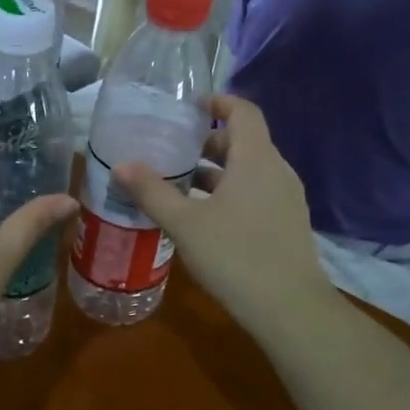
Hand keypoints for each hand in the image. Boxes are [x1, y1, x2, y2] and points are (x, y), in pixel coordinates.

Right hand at [115, 96, 332, 340]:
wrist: (289, 308)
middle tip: (172, 153)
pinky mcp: (287, 224)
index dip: (218, 101)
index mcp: (256, 159)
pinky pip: (256, 193)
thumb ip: (152, 192)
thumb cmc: (235, 256)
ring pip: (249, 171)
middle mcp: (277, 171)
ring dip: (216, 172)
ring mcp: (286, 199)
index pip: (243, 111)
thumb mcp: (184, 224)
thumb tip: (121, 165)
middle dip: (207, 142)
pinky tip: (204, 218)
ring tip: (180, 186)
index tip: (189, 107)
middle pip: (243, 142)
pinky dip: (230, 192)